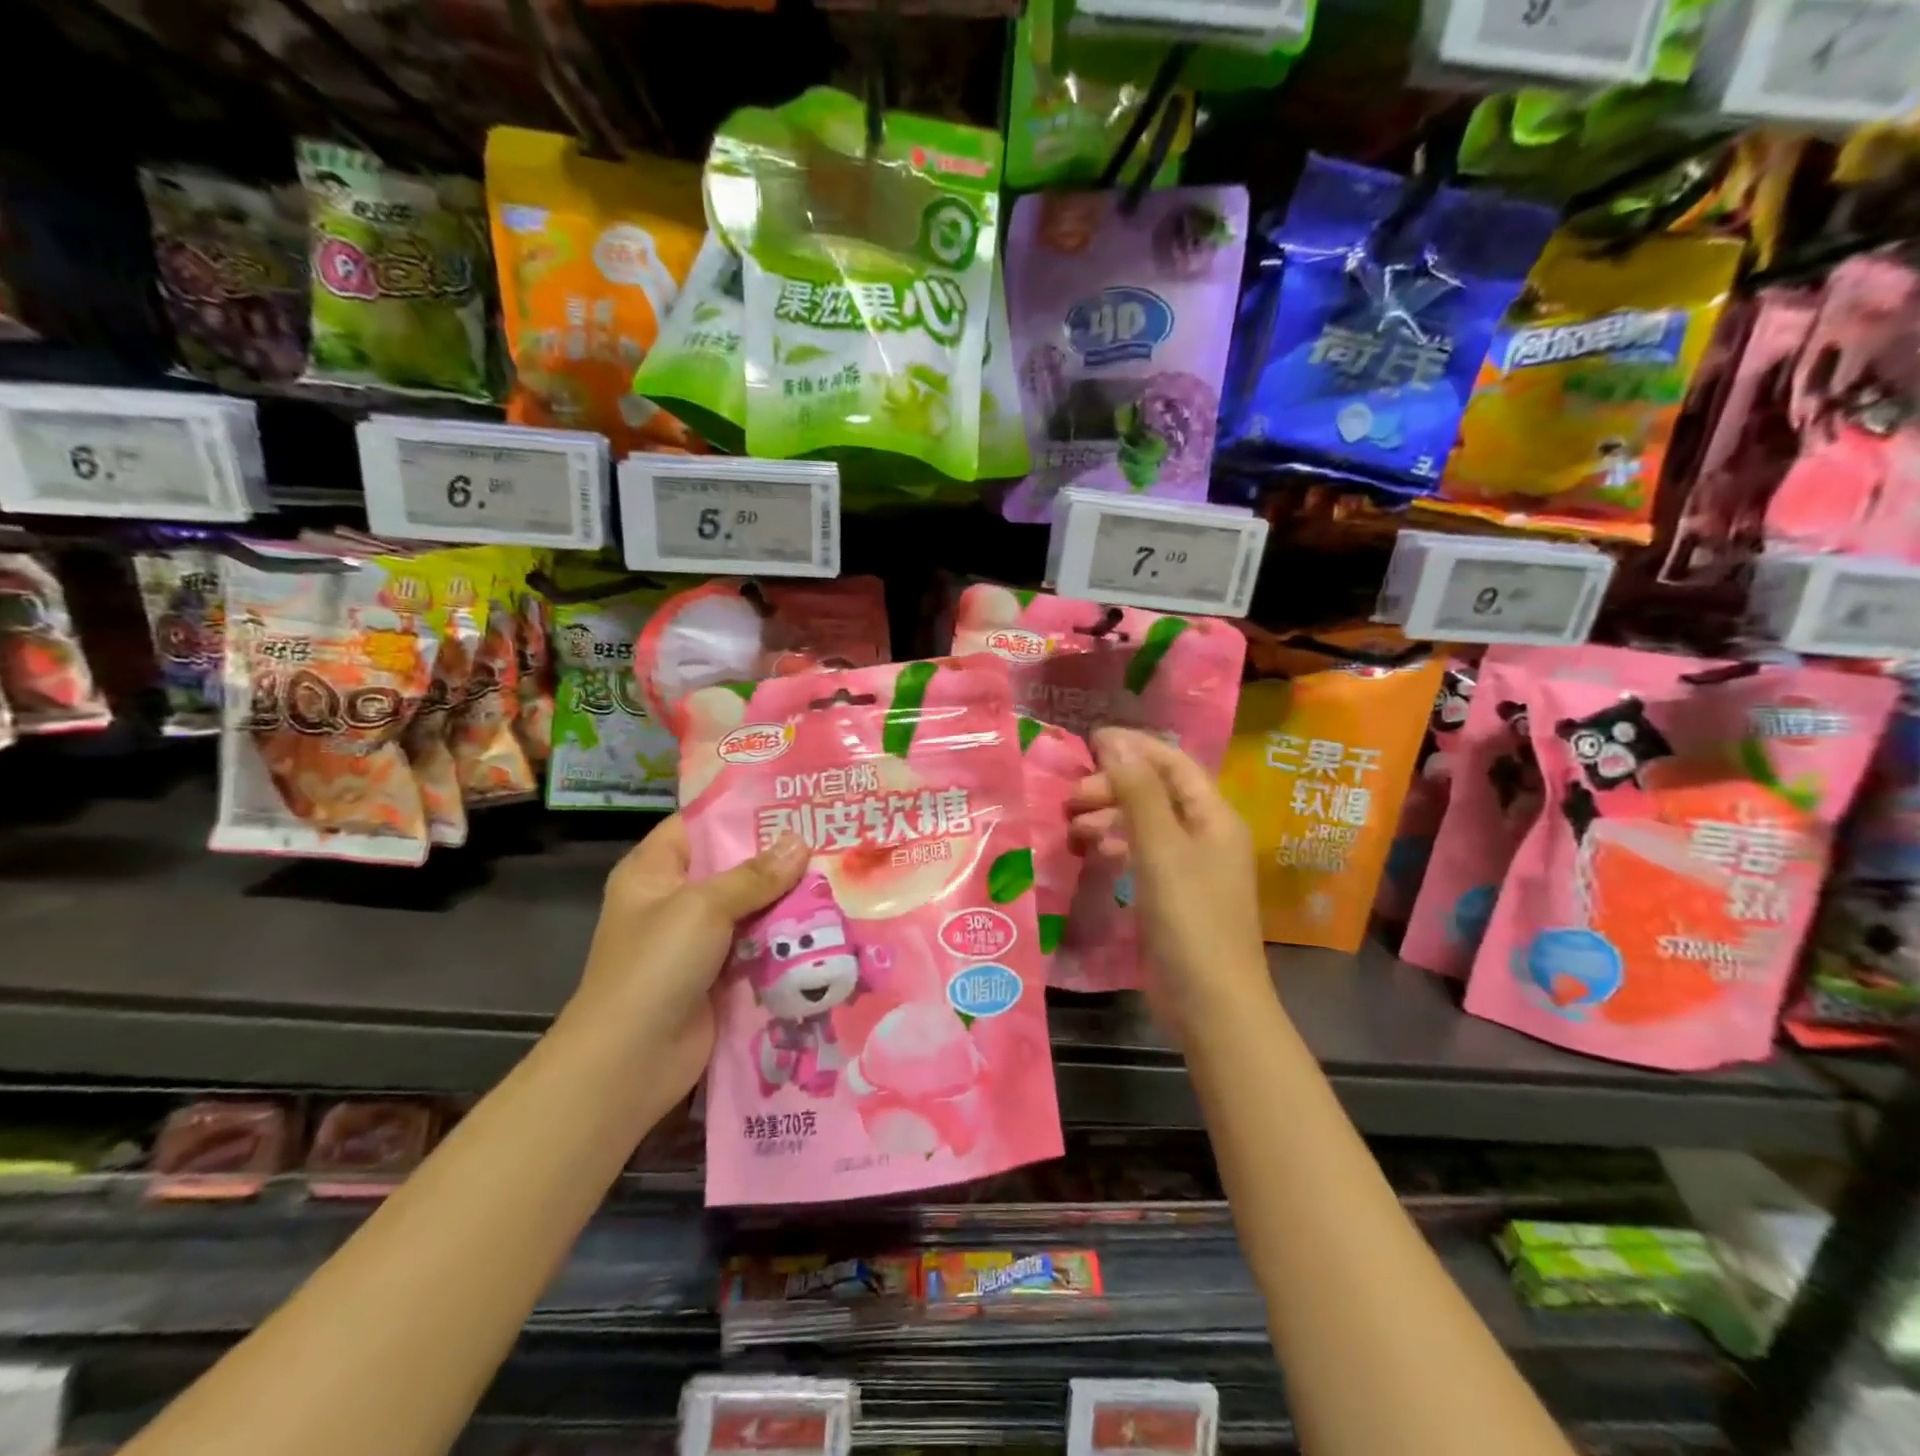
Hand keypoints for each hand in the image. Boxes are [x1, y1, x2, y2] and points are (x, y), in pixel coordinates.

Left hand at [568, 816, 807, 1098]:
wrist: (631, 1062)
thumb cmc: (655, 967)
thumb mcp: (702, 908)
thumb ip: (754, 875)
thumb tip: (800, 843)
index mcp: (654, 871)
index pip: (700, 824)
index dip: (742, 811)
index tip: (793, 800)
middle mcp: (675, 899)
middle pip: (733, 866)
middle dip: (778, 856)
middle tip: (831, 835)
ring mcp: (699, 940)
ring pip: (752, 907)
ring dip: (788, 898)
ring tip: (840, 873)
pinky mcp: (721, 974)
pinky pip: (759, 945)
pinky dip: (787, 937)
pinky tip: (829, 921)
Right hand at [1070, 728, 1272, 1036]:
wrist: (1211, 1005)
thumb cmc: (1190, 920)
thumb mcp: (1160, 849)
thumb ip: (1138, 792)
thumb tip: (1114, 740)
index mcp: (1214, 816)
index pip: (1172, 763)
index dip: (1133, 747)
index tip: (1087, 741)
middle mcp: (1206, 834)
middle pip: (1156, 791)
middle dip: (1113, 786)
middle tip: (1071, 799)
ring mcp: (1190, 867)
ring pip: (1145, 823)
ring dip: (1110, 817)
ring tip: (1073, 829)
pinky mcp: (1173, 895)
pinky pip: (1142, 854)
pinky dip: (1116, 846)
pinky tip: (1092, 854)